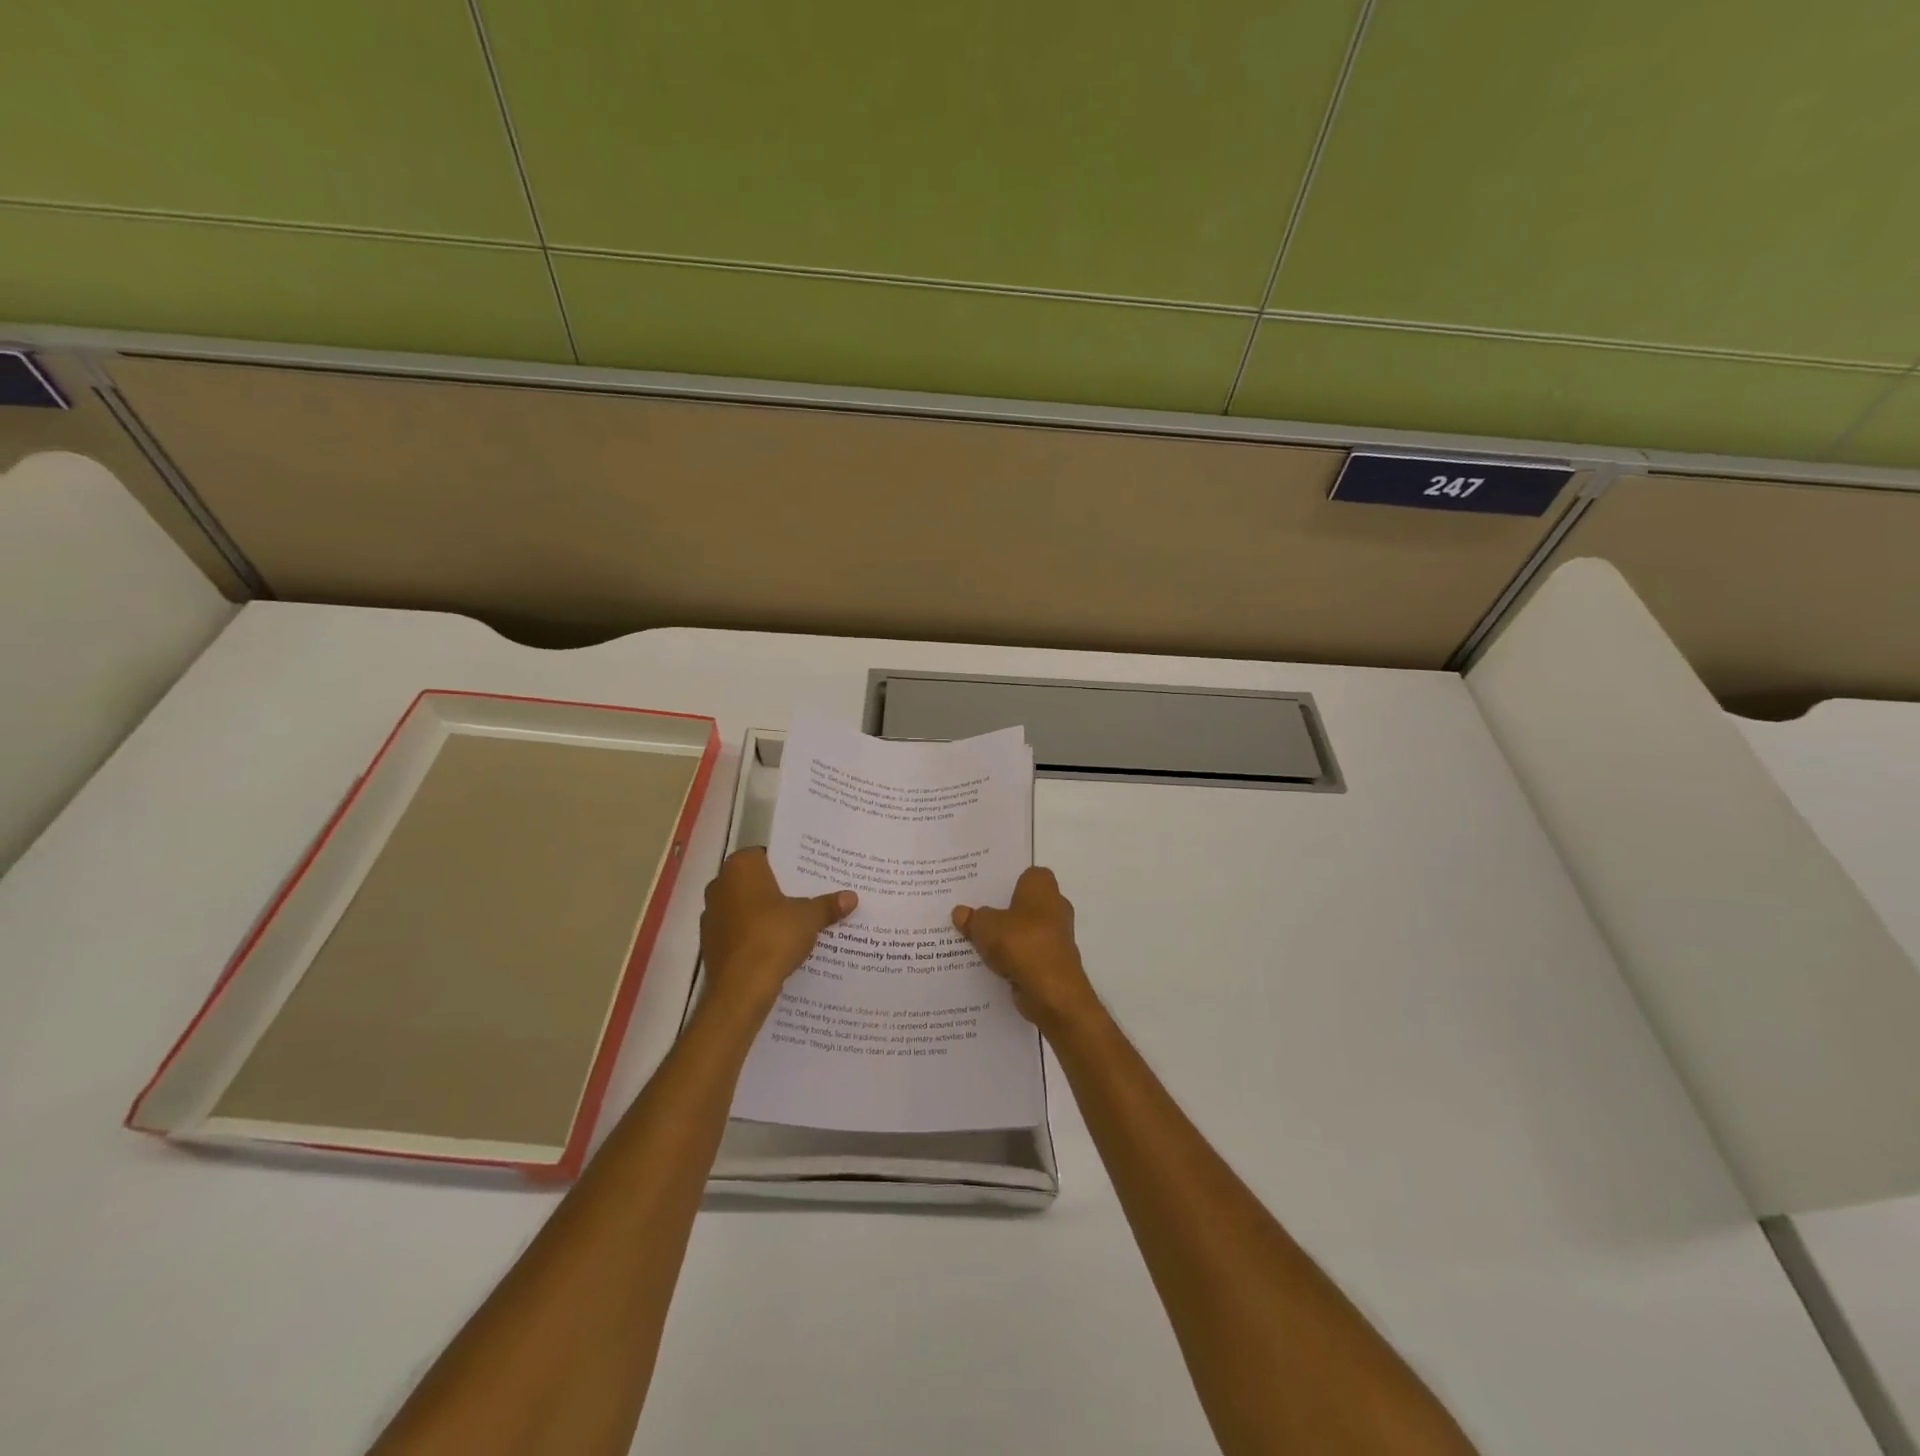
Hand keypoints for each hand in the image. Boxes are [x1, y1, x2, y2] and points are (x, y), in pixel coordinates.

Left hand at [700, 848, 855, 1015]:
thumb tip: (852, 897)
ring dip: (765, 913)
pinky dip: (755, 934)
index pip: (766, 854)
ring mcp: (711, 915)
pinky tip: (777, 945)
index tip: (809, 873)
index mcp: (740, 868)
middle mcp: (720, 885)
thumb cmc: (773, 937)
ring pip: (745, 906)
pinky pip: (739, 931)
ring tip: (796, 921)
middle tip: (808, 895)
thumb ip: (828, 905)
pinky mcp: (711, 943)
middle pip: (755, 881)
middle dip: (778, 888)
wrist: (740, 989)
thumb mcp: (809, 918)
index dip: (788, 863)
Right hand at [952, 867, 1098, 1033]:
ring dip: (1006, 937)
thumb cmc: (1021, 943)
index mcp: (1042, 887)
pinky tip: (989, 964)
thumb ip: (973, 918)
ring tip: (975, 940)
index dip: (1006, 880)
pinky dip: (1013, 958)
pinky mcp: (1053, 962)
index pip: (1026, 874)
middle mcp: (1055, 907)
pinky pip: (1027, 953)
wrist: (1052, 992)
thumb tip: (960, 912)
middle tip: (973, 913)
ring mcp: (1056, 936)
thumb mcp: (985, 926)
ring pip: (1024, 930)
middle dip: (1002, 909)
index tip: (983, 889)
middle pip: (1024, 903)